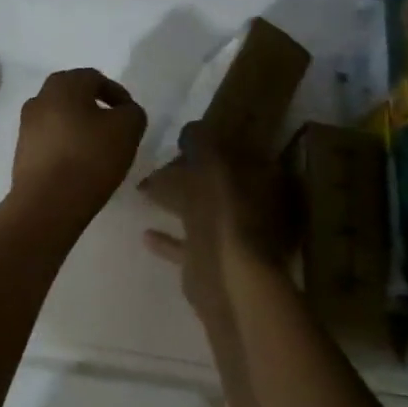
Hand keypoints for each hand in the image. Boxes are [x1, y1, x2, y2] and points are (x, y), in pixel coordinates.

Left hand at [8, 68, 147, 230]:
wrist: (47, 204)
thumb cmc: (89, 158)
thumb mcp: (128, 129)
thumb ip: (132, 112)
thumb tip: (123, 112)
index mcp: (63, 85)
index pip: (95, 78)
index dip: (117, 94)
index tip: (130, 116)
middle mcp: (39, 98)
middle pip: (73, 94)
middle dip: (95, 107)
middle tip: (114, 128)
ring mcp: (26, 125)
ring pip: (60, 117)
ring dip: (79, 126)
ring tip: (97, 149)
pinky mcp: (21, 151)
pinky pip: (49, 139)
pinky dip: (65, 145)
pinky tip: (78, 164)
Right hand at [140, 123, 291, 320]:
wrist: (227, 278)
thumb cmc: (225, 212)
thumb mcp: (211, 163)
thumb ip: (201, 142)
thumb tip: (191, 128)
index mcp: (261, 180)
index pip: (237, 152)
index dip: (212, 143)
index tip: (185, 139)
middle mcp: (253, 209)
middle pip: (218, 184)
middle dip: (191, 173)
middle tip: (160, 163)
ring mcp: (233, 239)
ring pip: (201, 212)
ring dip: (176, 202)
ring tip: (146, 191)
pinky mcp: (212, 264)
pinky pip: (187, 245)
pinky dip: (168, 239)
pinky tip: (146, 233)